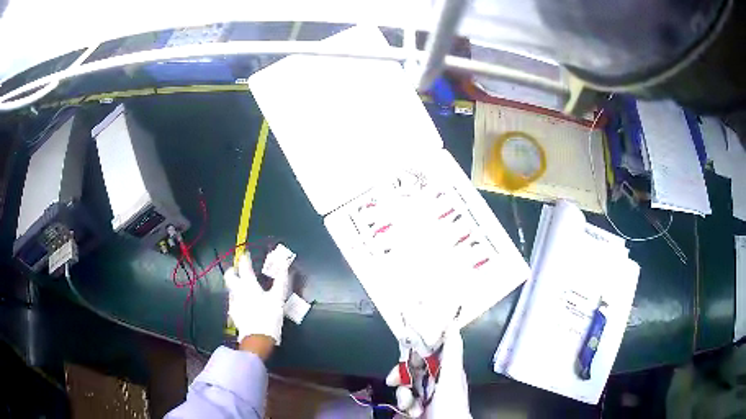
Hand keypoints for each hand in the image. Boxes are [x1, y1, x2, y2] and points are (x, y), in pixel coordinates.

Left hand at [224, 253, 289, 345]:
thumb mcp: (278, 298)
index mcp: (249, 286)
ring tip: (244, 287)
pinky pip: (233, 301)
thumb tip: (285, 266)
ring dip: (235, 285)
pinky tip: (244, 304)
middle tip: (238, 269)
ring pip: (231, 289)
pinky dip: (237, 298)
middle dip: (233, 270)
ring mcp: (233, 303)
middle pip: (230, 276)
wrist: (257, 339)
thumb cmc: (269, 317)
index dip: (245, 258)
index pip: (244, 267)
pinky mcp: (233, 313)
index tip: (246, 254)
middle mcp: (238, 291)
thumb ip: (281, 281)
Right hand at [385, 329, 471, 417]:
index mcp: (446, 368)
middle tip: (393, 380)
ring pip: (405, 385)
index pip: (427, 351)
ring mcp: (426, 393)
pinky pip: (404, 399)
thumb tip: (452, 323)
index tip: (401, 349)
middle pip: (411, 368)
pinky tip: (412, 412)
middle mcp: (435, 379)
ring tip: (409, 405)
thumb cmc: (451, 402)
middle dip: (401, 375)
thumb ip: (452, 350)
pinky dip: (405, 405)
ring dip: (403, 395)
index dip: (413, 349)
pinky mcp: (417, 405)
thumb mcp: (452, 375)